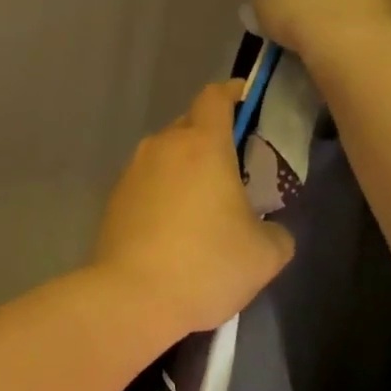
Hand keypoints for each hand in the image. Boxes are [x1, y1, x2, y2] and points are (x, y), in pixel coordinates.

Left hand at [91, 81, 296, 335]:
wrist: (131, 298)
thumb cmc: (205, 265)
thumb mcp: (266, 254)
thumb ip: (277, 231)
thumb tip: (268, 229)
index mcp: (202, 144)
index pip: (215, 96)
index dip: (233, 93)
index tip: (247, 102)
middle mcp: (163, 146)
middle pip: (190, 124)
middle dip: (213, 137)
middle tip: (235, 168)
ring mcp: (132, 171)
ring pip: (166, 154)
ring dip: (186, 167)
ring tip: (205, 203)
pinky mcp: (114, 199)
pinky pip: (147, 182)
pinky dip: (164, 191)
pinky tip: (175, 227)